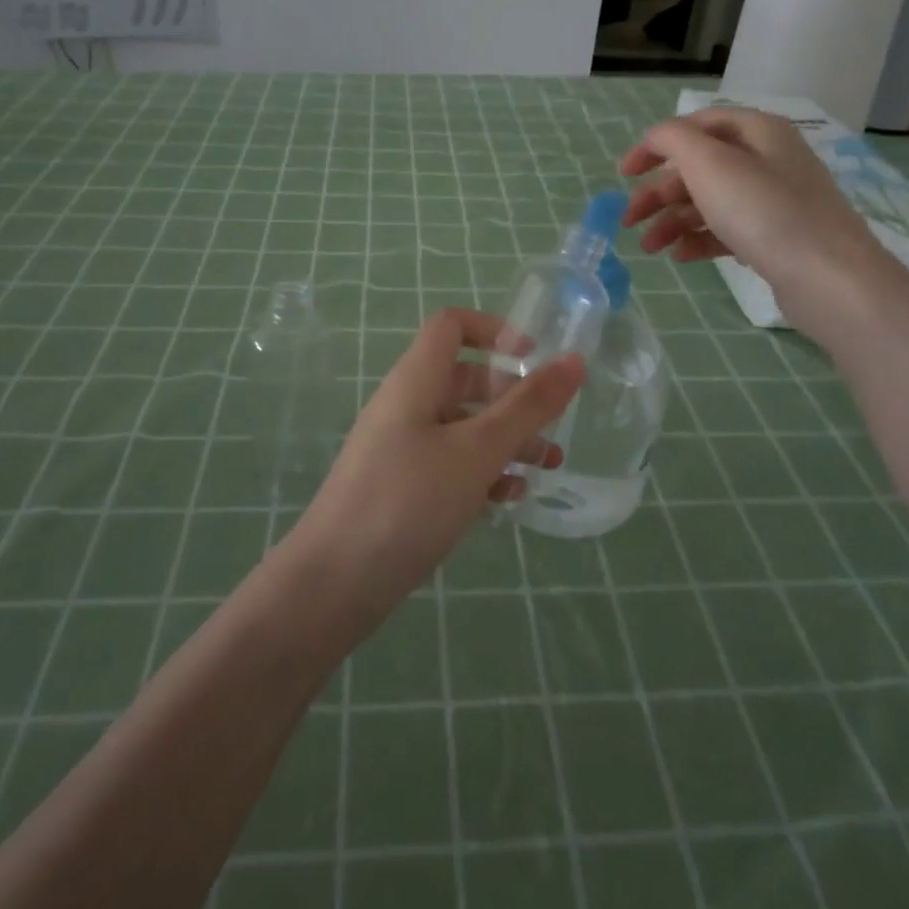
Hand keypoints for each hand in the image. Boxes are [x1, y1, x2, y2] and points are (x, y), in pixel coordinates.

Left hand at [280, 309, 583, 629]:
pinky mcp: (402, 487)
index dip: (494, 330)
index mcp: (416, 380)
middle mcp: (406, 405)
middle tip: (551, 425)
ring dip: (506, 440)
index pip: (452, 325)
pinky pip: (450, 464)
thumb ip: (529, 405)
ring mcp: (401, 448)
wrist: (335, 583)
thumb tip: (574, 360)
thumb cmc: (409, 501)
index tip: (534, 359)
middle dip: (512, 397)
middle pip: (465, 379)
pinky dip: (482, 473)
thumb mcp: (478, 450)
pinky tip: (508, 501)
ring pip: (463, 426)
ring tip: (547, 467)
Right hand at [619, 107, 894, 340]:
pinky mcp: (776, 238)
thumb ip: (673, 140)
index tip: (623, 174)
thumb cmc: (764, 211)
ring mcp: (775, 201)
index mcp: (757, 132)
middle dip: (658, 193)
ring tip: (649, 248)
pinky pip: (727, 231)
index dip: (654, 145)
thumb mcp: (709, 163)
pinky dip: (699, 240)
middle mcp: (768, 160)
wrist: (829, 278)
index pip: (695, 126)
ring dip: (672, 221)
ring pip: (710, 202)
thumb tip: (655, 139)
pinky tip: (679, 256)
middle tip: (628, 220)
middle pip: (699, 168)